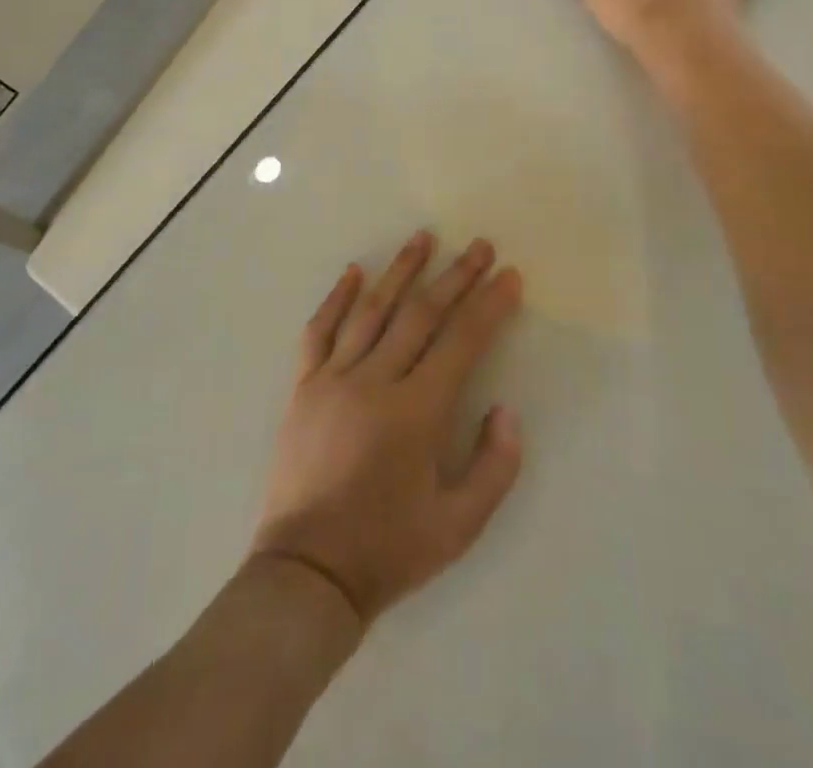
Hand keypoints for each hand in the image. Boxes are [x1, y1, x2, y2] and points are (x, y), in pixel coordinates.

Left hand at [251, 233, 524, 627]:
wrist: (306, 574)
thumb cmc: (388, 550)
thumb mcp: (459, 526)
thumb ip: (494, 465)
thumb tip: (506, 409)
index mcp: (415, 412)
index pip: (461, 341)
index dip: (488, 305)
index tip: (509, 276)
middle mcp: (375, 382)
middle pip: (421, 314)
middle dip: (455, 276)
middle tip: (477, 245)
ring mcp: (333, 379)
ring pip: (372, 310)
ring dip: (400, 271)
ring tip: (423, 237)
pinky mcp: (303, 387)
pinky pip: (319, 331)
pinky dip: (336, 298)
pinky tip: (353, 271)